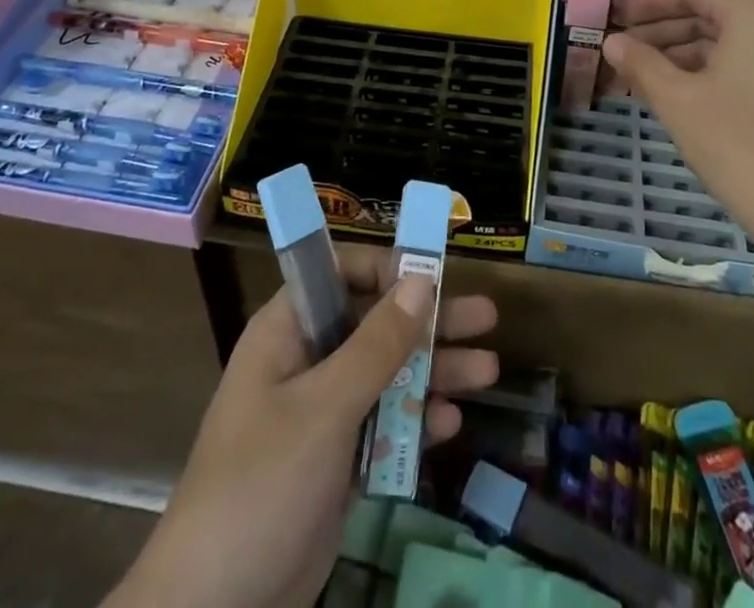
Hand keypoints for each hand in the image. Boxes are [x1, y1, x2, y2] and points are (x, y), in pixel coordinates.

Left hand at [112, 246, 498, 607]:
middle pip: (375, 323)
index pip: (340, 273)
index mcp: (288, 331)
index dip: (386, 268)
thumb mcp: (324, 408)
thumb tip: (421, 280)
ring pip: (386, 374)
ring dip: (434, 371)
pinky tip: (451, 423)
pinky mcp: (334, 462)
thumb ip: (376, 344)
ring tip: (489, 370)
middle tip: (486, 316)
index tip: (434, 277)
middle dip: (430, 321)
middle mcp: (306, 360)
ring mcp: (320, 413)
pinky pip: (383, 425)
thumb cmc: (263, 484)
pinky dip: (415, 421)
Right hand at [601, 0, 753, 280]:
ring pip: (724, 40)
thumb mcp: (678, 100)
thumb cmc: (738, 145)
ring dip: (679, 51)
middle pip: (710, 12)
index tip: (616, 13)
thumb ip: (641, 63)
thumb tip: (611, 41)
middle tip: (621, 45)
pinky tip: (672, 90)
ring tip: (637, 71)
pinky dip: (705, 70)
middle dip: (662, 28)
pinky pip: (741, 62)